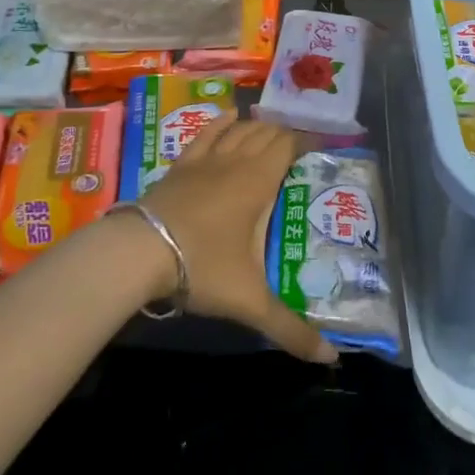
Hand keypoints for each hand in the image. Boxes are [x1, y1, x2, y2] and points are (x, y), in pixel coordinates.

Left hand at [138, 119, 338, 363]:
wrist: (142, 251)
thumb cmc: (203, 267)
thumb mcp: (250, 301)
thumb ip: (290, 328)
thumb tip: (332, 359)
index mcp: (259, 181)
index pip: (287, 145)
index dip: (303, 142)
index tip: (318, 147)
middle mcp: (237, 160)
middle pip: (265, 133)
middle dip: (283, 135)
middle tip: (296, 147)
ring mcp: (206, 159)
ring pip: (238, 129)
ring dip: (256, 126)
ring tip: (269, 128)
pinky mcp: (181, 164)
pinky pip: (207, 132)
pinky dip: (221, 121)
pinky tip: (229, 115)